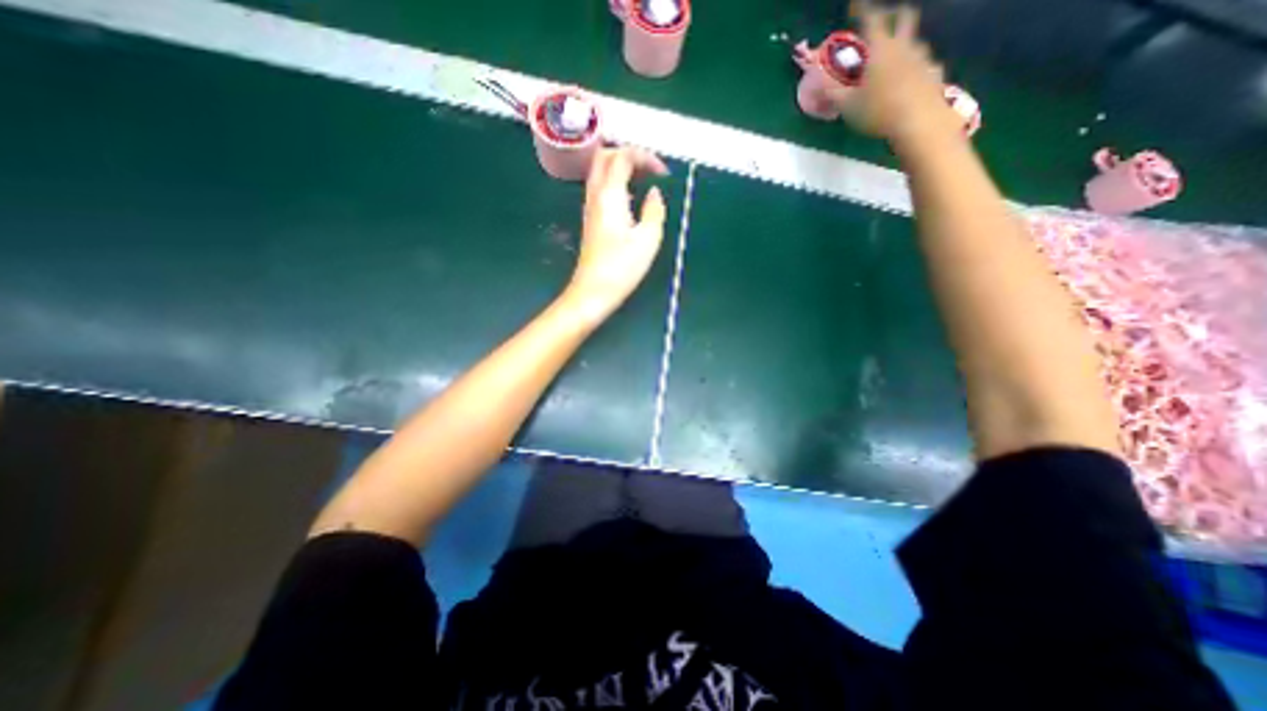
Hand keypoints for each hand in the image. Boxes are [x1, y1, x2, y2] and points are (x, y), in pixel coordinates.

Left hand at [567, 148, 672, 321]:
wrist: (593, 291)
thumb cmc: (622, 267)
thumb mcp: (648, 239)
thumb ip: (654, 210)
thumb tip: (654, 193)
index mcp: (610, 194)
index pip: (623, 156)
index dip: (645, 157)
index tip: (664, 173)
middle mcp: (595, 195)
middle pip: (605, 156)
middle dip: (629, 155)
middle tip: (651, 170)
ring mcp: (590, 207)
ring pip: (600, 172)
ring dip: (622, 168)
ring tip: (644, 181)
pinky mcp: (590, 220)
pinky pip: (601, 188)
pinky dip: (616, 183)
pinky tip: (631, 199)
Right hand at [840, 0, 960, 146]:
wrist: (917, 121)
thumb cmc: (877, 111)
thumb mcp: (847, 106)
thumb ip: (832, 92)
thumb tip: (816, 83)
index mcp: (881, 49)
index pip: (872, 19)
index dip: (863, 8)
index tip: (855, 4)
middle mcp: (904, 46)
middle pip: (904, 17)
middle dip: (893, 13)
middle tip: (884, 19)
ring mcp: (922, 58)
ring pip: (915, 41)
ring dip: (904, 43)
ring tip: (894, 58)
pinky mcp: (933, 73)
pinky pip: (924, 64)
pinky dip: (915, 67)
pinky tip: (910, 79)